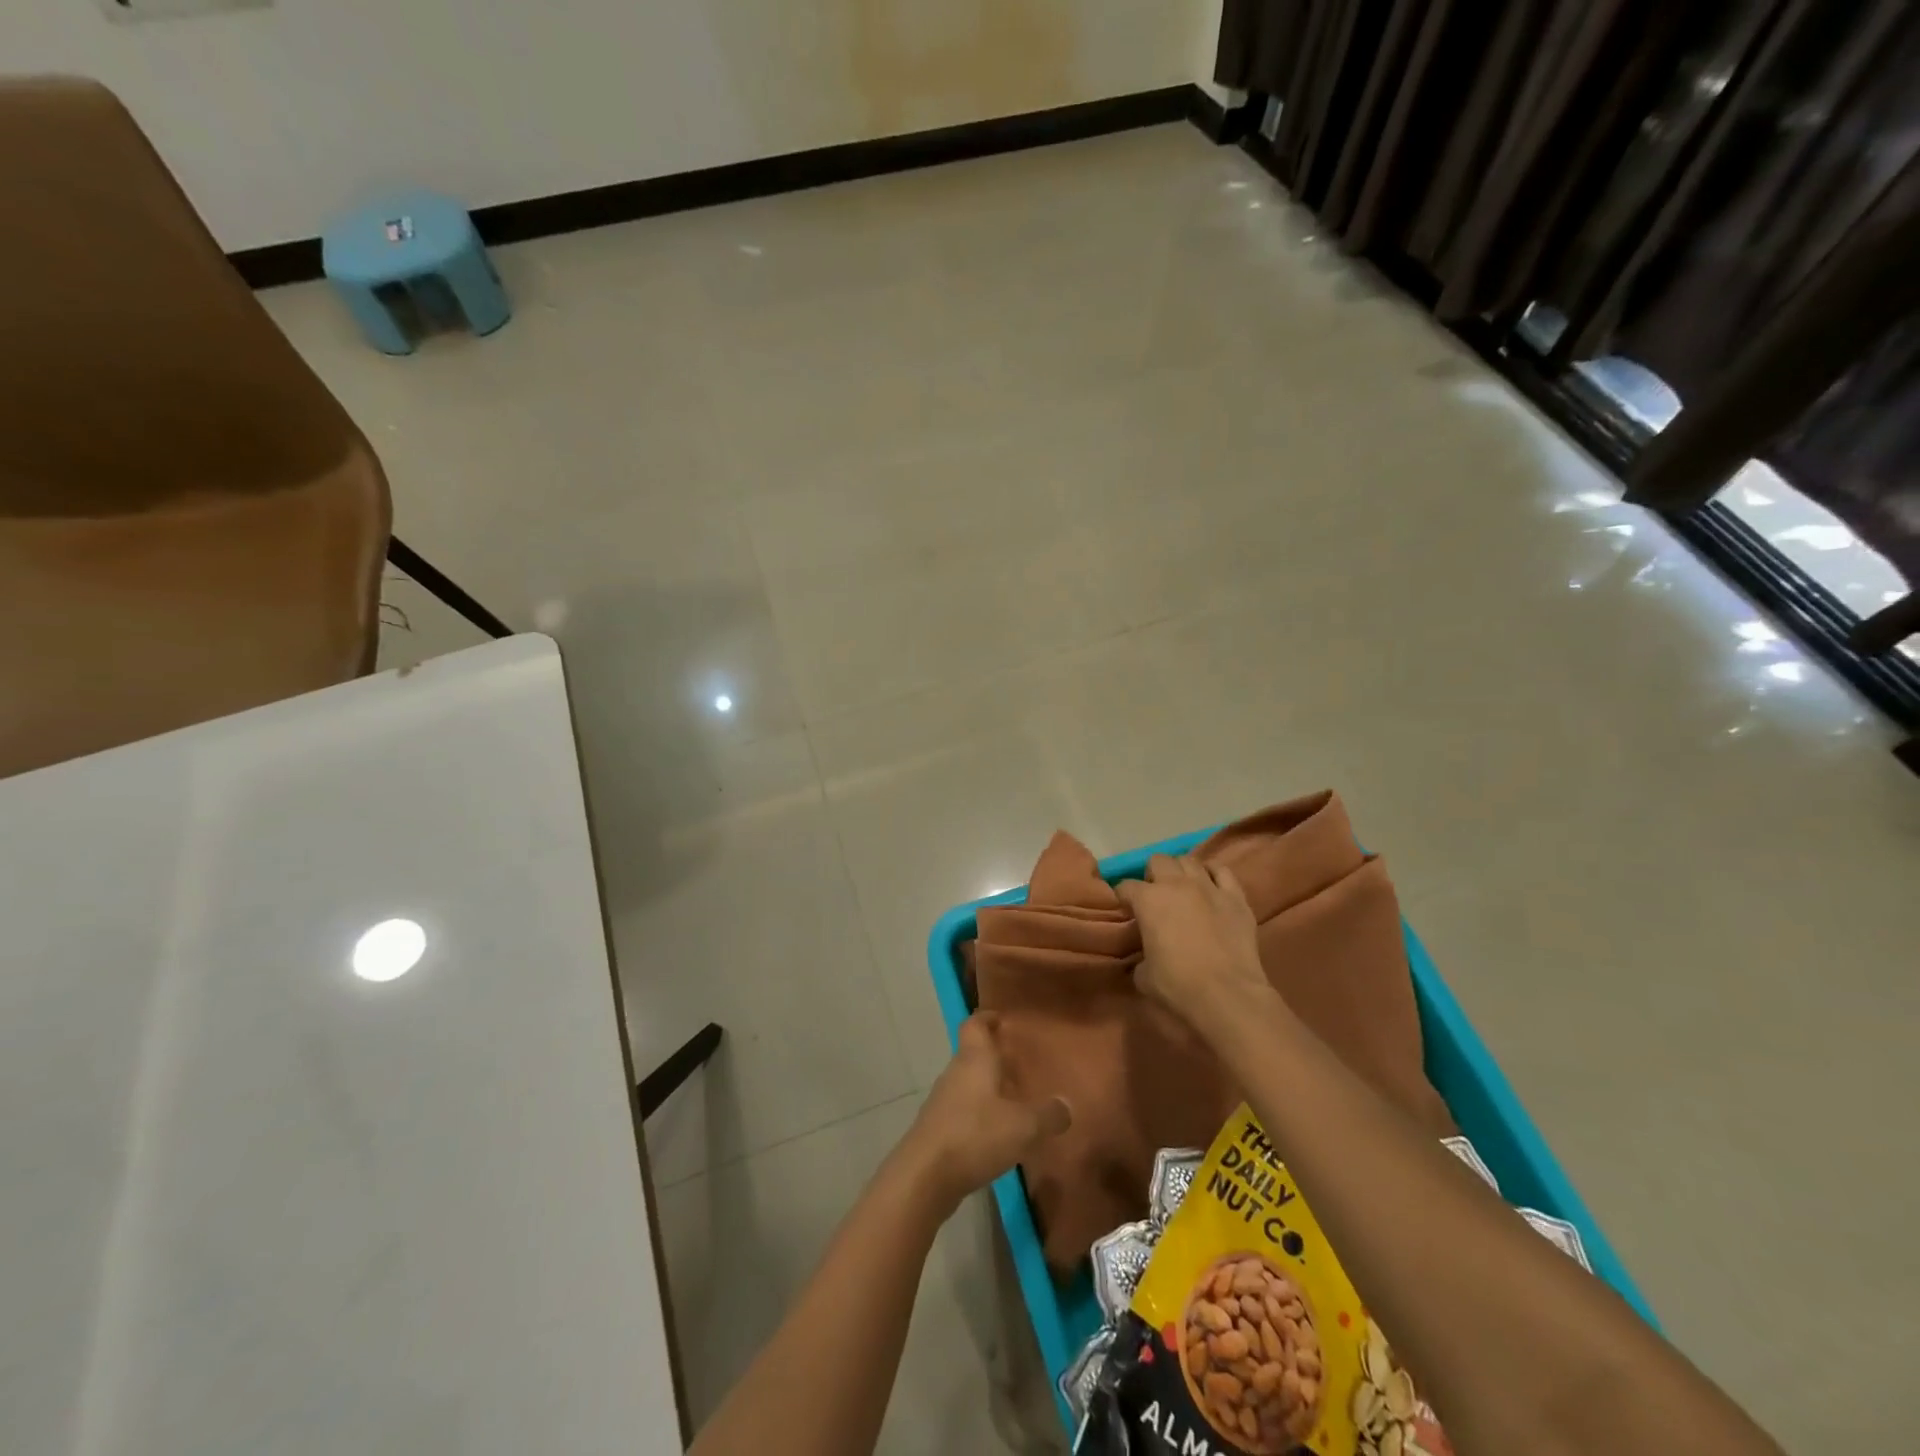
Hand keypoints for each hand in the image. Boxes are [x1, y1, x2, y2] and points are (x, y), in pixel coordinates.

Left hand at [902, 1012, 1070, 1213]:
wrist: (925, 1176)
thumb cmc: (976, 1135)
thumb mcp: (1024, 1126)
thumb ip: (1048, 1114)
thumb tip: (1065, 1104)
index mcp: (974, 1059)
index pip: (975, 1024)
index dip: (987, 1018)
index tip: (1003, 1019)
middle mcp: (956, 1072)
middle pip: (973, 1054)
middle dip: (995, 1057)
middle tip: (1022, 1065)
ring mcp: (943, 1101)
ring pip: (968, 1083)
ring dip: (988, 1088)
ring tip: (1015, 1101)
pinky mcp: (938, 1128)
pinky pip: (963, 1110)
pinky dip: (980, 1114)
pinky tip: (998, 1134)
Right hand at [1116, 853, 1274, 1044]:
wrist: (1227, 995)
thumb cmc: (1178, 985)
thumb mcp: (1143, 975)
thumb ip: (1140, 957)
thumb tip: (1145, 956)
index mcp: (1148, 900)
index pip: (1126, 886)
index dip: (1123, 897)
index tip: (1126, 910)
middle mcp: (1176, 884)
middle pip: (1158, 861)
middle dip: (1153, 875)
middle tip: (1155, 896)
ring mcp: (1208, 887)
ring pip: (1189, 860)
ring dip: (1181, 872)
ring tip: (1182, 889)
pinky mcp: (1236, 897)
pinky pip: (1222, 871)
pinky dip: (1213, 874)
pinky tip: (1210, 887)